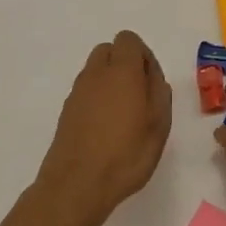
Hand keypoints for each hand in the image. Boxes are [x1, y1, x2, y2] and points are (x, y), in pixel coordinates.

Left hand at [34, 30, 172, 225]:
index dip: (143, 55)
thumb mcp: (159, 124)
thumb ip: (159, 92)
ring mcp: (77, 92)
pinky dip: (97, 99)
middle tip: (139, 95)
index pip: (128, 40)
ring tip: (124, 115)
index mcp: (121, 70)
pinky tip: (106, 128)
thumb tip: (152, 76)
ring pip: (96, 71)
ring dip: (110, 82)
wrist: (77, 185)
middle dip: (125, 64)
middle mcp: (95, 74)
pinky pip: (86, 92)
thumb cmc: (126, 154)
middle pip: (109, 51)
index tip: (151, 82)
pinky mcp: (66, 111)